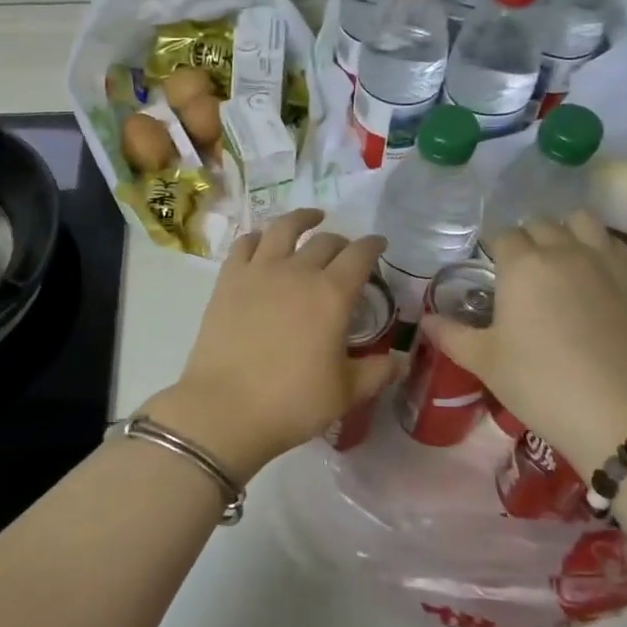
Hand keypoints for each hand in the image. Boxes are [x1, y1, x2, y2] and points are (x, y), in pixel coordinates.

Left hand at [144, 209, 390, 479]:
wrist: (225, 409)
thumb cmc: (292, 402)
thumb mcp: (346, 393)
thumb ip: (377, 372)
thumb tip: (401, 362)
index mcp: (332, 294)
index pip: (360, 255)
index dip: (373, 245)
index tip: (379, 244)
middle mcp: (297, 272)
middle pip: (324, 241)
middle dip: (342, 241)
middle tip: (346, 251)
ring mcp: (259, 271)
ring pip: (283, 229)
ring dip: (301, 219)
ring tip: (311, 218)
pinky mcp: (228, 280)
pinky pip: (245, 244)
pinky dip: (259, 236)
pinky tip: (264, 240)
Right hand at [422, 211, 626, 474]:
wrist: (618, 414)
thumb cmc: (540, 384)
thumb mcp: (485, 362)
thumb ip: (451, 335)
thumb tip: (425, 319)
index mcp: (522, 265)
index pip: (501, 235)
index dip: (493, 248)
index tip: (491, 268)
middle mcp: (563, 251)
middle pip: (540, 224)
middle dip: (527, 239)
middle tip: (522, 270)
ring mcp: (605, 260)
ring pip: (582, 222)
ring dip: (566, 232)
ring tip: (561, 260)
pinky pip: (614, 244)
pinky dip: (600, 248)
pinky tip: (596, 275)